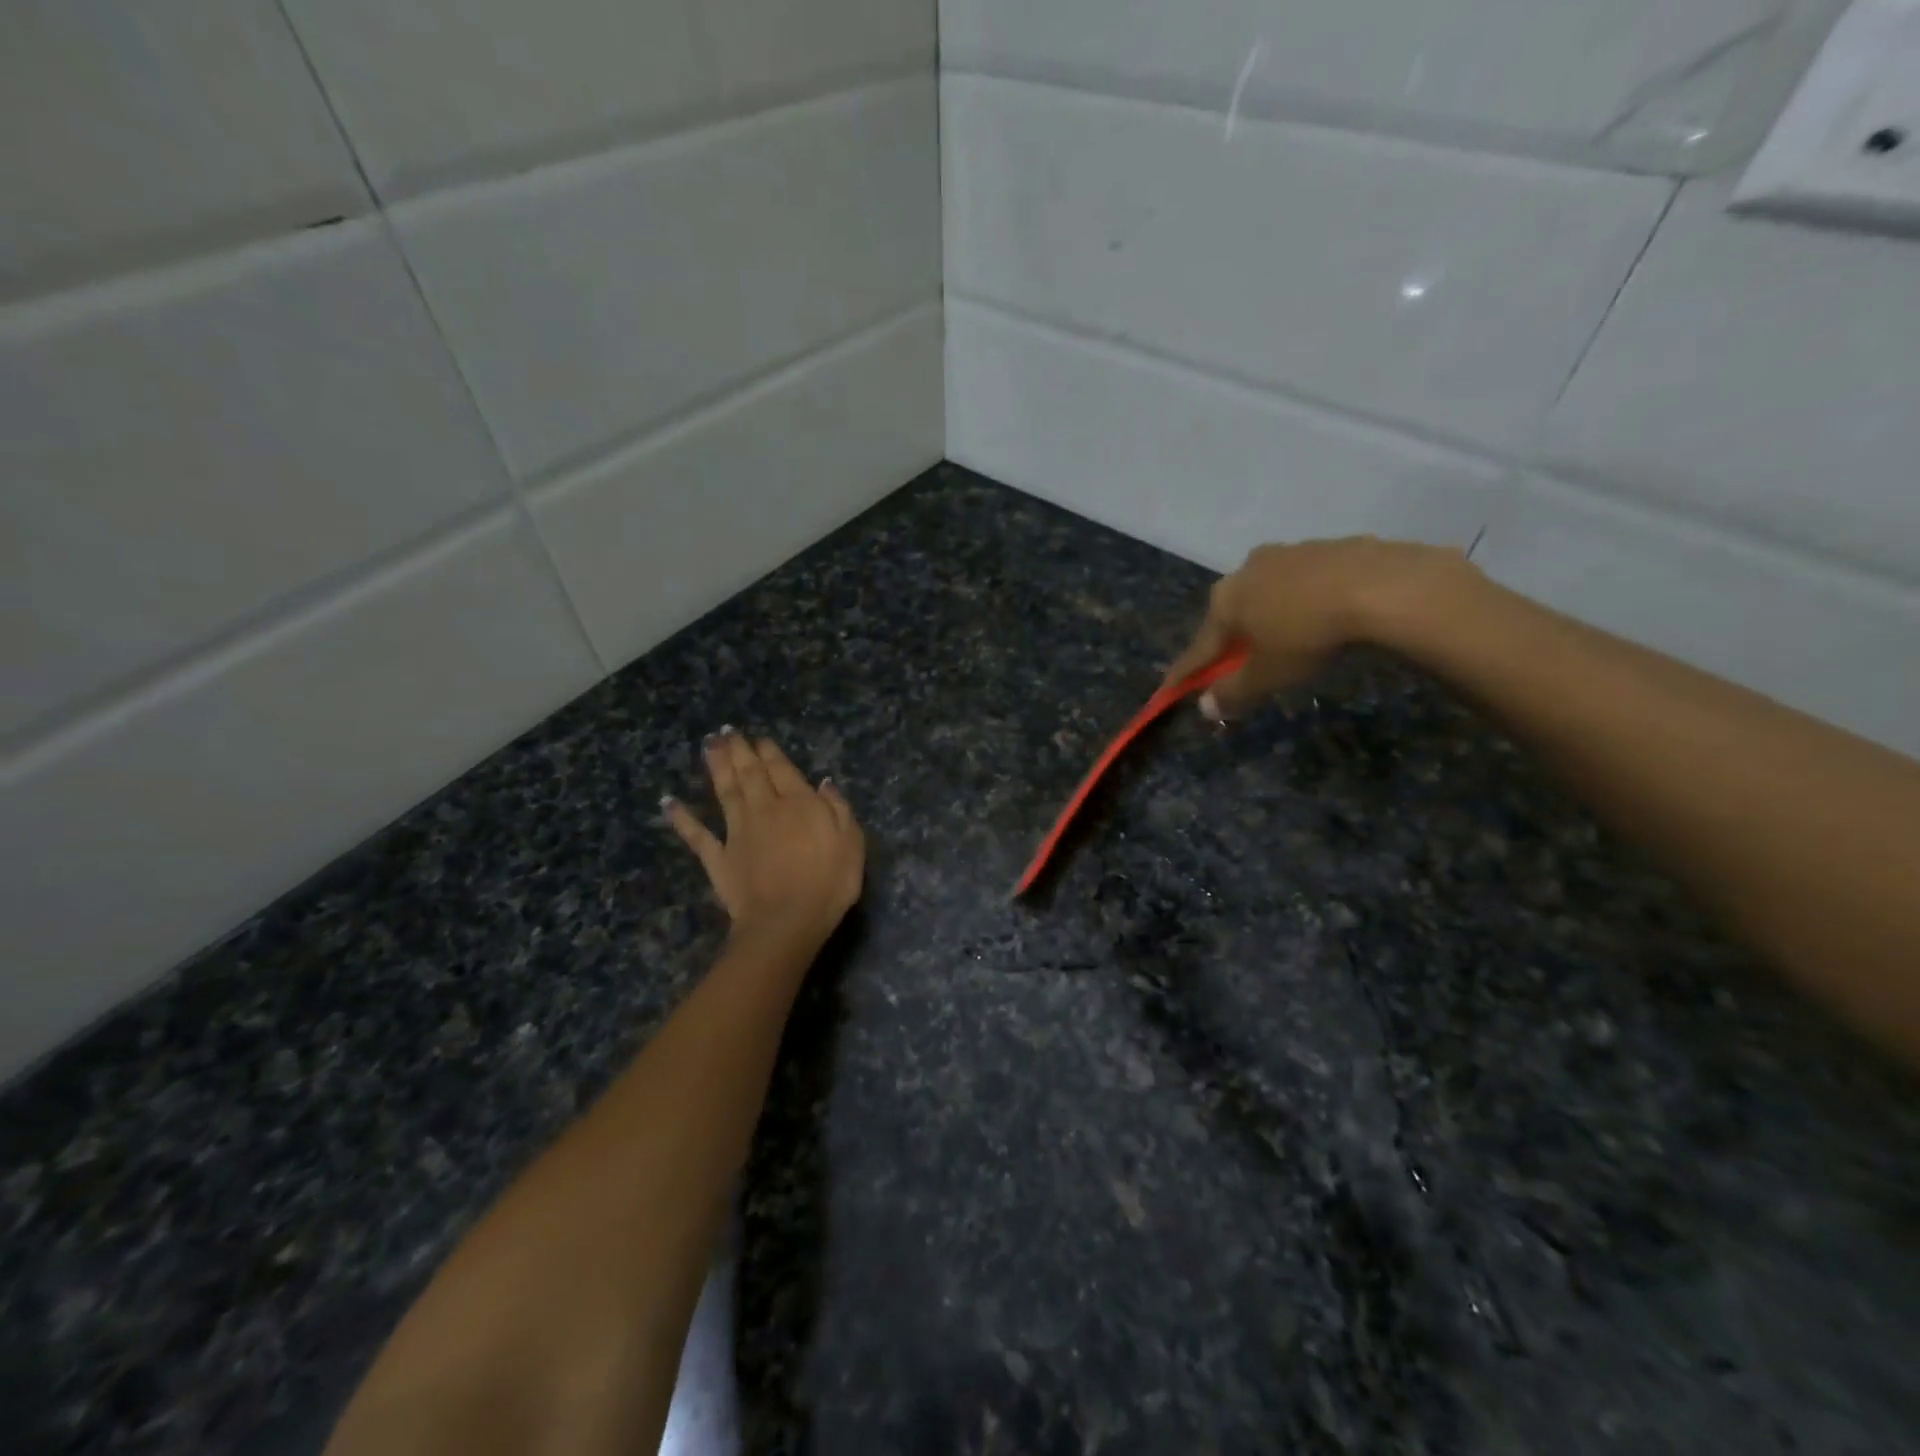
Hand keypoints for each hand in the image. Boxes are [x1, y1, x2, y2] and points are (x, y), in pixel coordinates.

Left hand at [665, 730, 864, 948]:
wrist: (787, 921)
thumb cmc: (828, 883)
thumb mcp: (851, 843)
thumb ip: (838, 809)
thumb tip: (824, 784)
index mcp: (799, 804)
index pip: (782, 770)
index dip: (769, 752)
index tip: (759, 738)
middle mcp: (765, 809)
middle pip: (749, 773)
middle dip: (738, 750)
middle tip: (726, 731)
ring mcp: (738, 832)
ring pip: (725, 792)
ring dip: (716, 767)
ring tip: (707, 745)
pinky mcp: (719, 857)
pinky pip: (697, 834)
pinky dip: (682, 818)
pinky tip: (669, 802)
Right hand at [1162, 537, 1476, 719]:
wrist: (1380, 585)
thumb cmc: (1308, 634)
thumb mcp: (1267, 675)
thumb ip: (1233, 692)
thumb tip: (1205, 708)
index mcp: (1224, 601)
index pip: (1198, 647)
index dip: (1185, 674)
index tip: (1169, 690)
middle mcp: (1246, 570)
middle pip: (1231, 614)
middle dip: (1230, 640)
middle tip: (1237, 664)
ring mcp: (1287, 553)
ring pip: (1267, 593)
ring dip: (1268, 616)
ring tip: (1285, 639)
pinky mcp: (1327, 546)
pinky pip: (1303, 582)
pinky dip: (1303, 601)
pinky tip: (1322, 616)